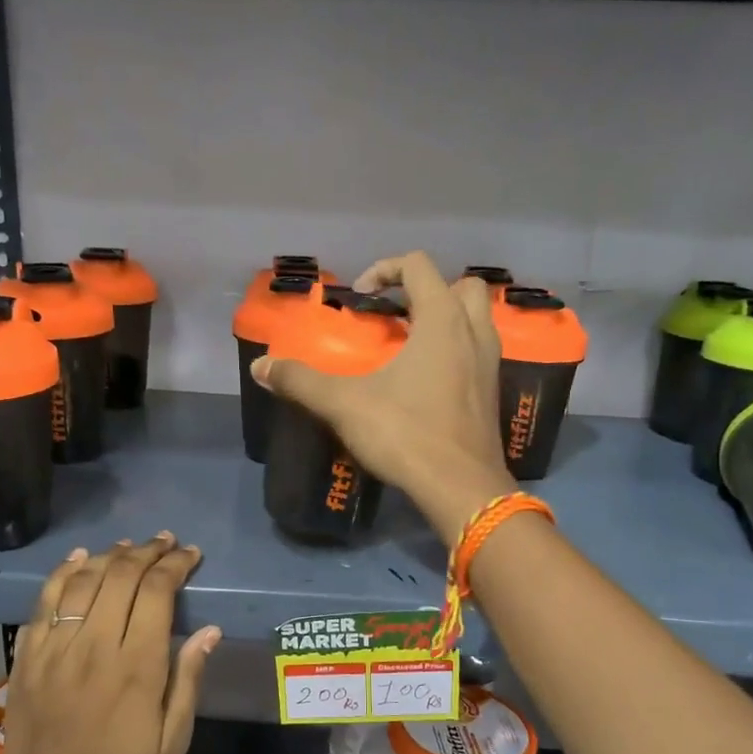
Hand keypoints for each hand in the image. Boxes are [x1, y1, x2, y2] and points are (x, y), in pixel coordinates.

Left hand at [0, 535, 221, 753]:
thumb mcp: (172, 744)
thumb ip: (188, 681)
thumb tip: (210, 631)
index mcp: (136, 667)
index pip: (157, 592)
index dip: (175, 565)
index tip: (190, 554)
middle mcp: (93, 647)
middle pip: (119, 576)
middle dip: (146, 552)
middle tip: (165, 542)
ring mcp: (54, 652)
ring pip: (81, 582)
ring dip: (108, 556)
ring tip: (128, 547)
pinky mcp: (26, 662)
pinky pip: (43, 604)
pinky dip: (61, 575)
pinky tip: (77, 561)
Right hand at [252, 251, 517, 538]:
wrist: (461, 487)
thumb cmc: (406, 434)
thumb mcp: (345, 405)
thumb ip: (301, 382)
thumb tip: (260, 367)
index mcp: (442, 321)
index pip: (419, 266)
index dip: (385, 269)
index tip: (361, 296)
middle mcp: (474, 333)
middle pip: (461, 286)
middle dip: (428, 289)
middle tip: (397, 314)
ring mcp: (489, 363)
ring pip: (477, 319)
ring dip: (447, 319)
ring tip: (411, 342)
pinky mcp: (492, 392)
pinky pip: (478, 352)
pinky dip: (456, 350)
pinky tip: (427, 379)